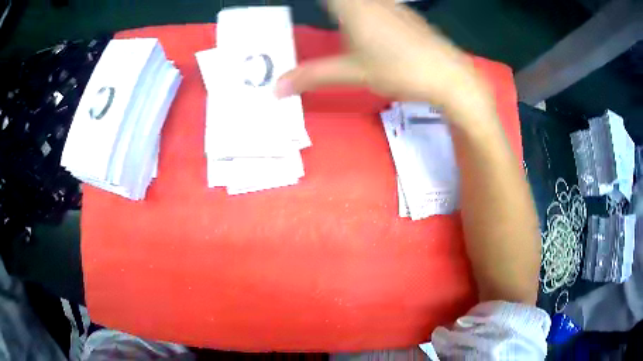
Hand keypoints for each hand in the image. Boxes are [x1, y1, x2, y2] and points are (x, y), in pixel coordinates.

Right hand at [276, 0, 493, 120]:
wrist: (448, 74)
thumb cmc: (400, 70)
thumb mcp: (353, 73)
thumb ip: (313, 76)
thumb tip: (277, 88)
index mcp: (353, 7)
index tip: (304, 5)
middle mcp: (372, 0)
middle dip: (332, 5)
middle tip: (322, 13)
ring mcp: (391, 5)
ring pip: (362, 0)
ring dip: (347, 7)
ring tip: (336, 14)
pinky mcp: (405, 14)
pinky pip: (378, 3)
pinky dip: (364, 7)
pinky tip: (365, 22)